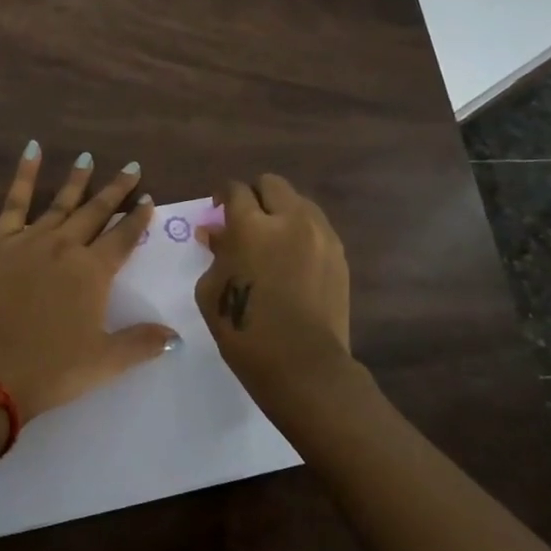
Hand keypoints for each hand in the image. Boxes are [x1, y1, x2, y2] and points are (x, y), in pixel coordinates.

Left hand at [0, 142, 175, 421]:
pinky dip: (24, 175)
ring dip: (77, 180)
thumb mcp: (105, 361)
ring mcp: (31, 240)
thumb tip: (177, 337)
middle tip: (131, 167)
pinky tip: (32, 150)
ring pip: (61, 202)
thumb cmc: (53, 368)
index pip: (124, 237)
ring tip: (87, 158)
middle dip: (116, 190)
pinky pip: (15, 201)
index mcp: (94, 272)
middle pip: (97, 212)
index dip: (138, 218)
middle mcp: (66, 246)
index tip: (148, 198)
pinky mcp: (0, 242)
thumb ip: (142, 343)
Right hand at [195, 173, 355, 404]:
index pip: (235, 190)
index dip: (223, 195)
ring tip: (272, 237)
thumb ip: (215, 253)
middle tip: (245, 220)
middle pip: (271, 184)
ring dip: (281, 211)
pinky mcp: (339, 255)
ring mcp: (320, 235)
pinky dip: (301, 231)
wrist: (302, 366)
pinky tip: (292, 257)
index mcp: (250, 226)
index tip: (217, 209)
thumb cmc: (245, 330)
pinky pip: (317, 227)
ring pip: (299, 201)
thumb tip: (214, 233)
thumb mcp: (211, 290)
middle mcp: (288, 220)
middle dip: (254, 195)